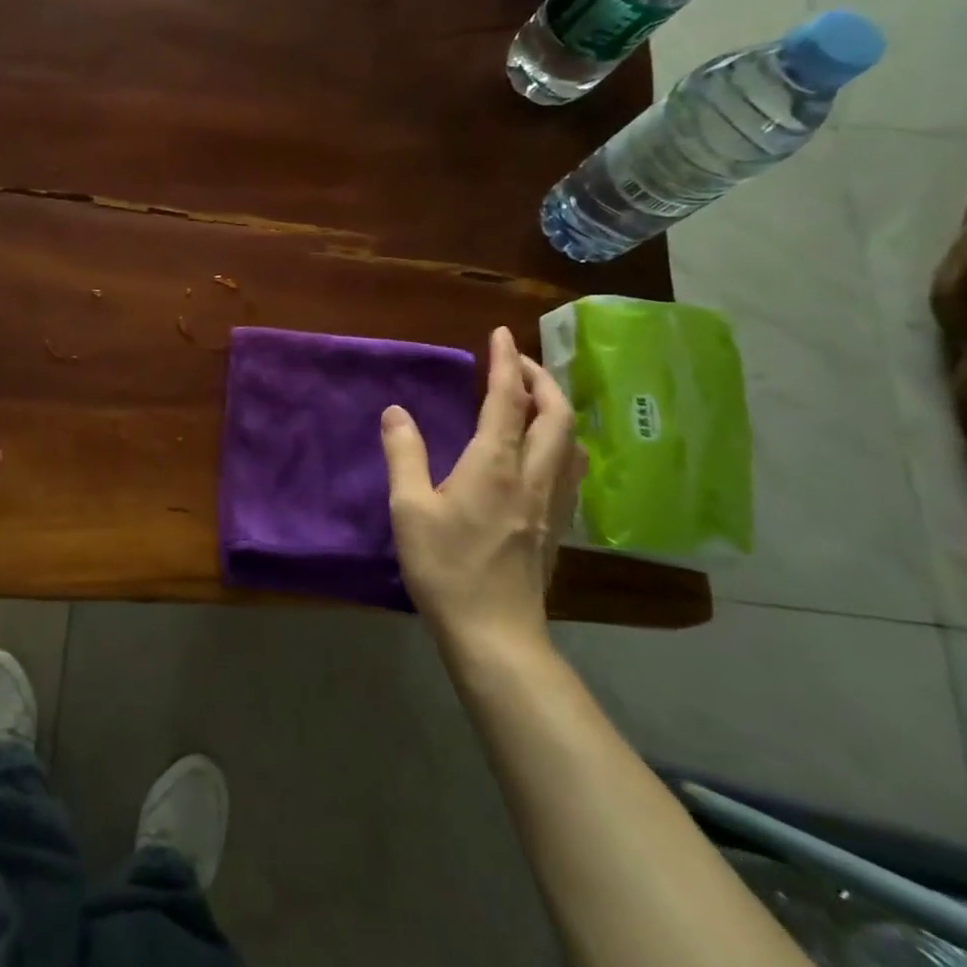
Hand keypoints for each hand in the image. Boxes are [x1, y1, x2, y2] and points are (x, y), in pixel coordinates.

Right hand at [381, 327, 581, 661]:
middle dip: (541, 379)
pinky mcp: (556, 527)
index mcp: (494, 465)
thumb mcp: (409, 509)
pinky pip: (568, 468)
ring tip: (533, 399)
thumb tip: (396, 411)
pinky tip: (542, 452)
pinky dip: (559, 441)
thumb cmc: (446, 568)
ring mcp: (550, 504)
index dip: (505, 362)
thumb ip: (404, 454)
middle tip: (519, 362)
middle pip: (556, 415)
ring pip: (570, 442)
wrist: (495, 634)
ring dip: (556, 409)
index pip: (506, 400)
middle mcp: (531, 475)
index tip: (500, 333)